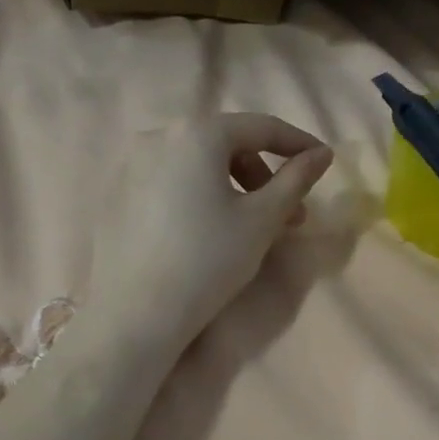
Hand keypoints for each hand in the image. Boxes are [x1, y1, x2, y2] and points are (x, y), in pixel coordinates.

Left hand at [91, 113, 333, 355]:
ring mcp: (130, 164)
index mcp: (197, 133)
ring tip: (246, 226)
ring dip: (230, 186)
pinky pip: (168, 182)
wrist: (138, 312)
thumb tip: (321, 154)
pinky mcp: (115, 194)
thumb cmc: (209, 260)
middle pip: (224, 143)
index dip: (297, 143)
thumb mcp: (262, 220)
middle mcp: (158, 136)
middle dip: (261, 174)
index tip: (322, 161)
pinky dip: (196, 195)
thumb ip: (296, 180)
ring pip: (195, 164)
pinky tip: (204, 231)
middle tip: (286, 213)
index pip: (260, 127)